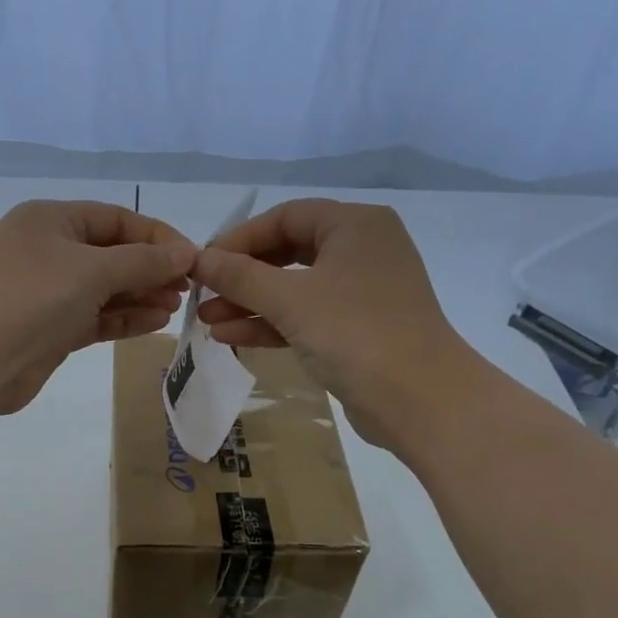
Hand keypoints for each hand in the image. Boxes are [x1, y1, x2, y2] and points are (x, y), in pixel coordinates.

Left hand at [0, 200, 196, 416]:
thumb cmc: (30, 297)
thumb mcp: (92, 269)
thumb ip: (142, 262)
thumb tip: (186, 254)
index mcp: (52, 220)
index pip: (116, 219)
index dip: (157, 237)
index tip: (193, 259)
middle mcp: (49, 251)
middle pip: (112, 254)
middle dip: (150, 269)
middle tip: (186, 289)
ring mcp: (48, 293)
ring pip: (105, 290)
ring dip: (140, 296)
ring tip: (175, 307)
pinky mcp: (50, 330)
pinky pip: (95, 318)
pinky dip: (123, 319)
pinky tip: (154, 323)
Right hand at [192, 198, 474, 448]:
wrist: (420, 400)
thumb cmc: (355, 333)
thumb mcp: (289, 299)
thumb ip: (240, 276)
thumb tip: (197, 258)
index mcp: (354, 225)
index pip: (285, 217)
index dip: (239, 238)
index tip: (203, 264)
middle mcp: (361, 250)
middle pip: (287, 252)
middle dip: (241, 276)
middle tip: (202, 294)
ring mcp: (361, 291)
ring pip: (294, 288)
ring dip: (250, 303)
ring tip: (206, 320)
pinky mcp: (357, 329)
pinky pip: (305, 316)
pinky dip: (271, 324)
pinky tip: (230, 336)